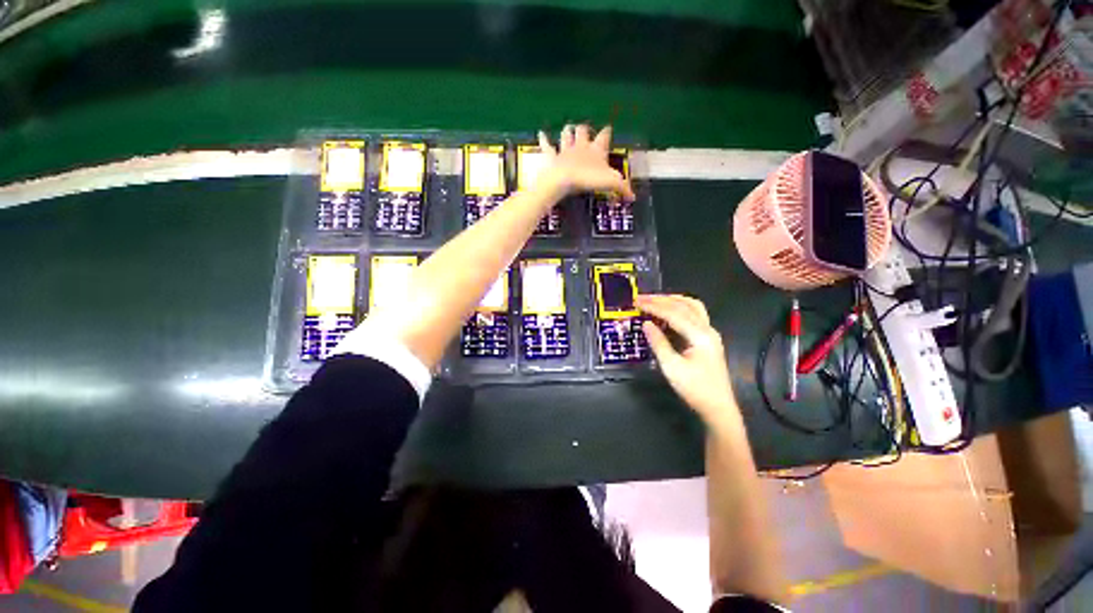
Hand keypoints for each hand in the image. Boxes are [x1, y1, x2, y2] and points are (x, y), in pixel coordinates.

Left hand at [535, 124, 635, 201]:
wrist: (562, 180)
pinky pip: (547, 145)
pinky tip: (541, 133)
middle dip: (585, 129)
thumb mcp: (610, 183)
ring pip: (567, 134)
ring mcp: (565, 150)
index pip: (604, 137)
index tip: (608, 129)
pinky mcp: (551, 157)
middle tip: (585, 130)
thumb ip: (622, 188)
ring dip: (568, 131)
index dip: (606, 133)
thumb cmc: (587, 179)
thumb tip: (633, 197)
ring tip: (568, 128)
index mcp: (596, 150)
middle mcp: (580, 146)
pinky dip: (544, 139)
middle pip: (583, 131)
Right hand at [637, 294, 739, 426]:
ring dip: (672, 300)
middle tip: (641, 298)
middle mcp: (708, 329)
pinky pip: (694, 315)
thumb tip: (646, 324)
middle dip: (661, 299)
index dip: (654, 306)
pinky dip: (678, 308)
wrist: (718, 408)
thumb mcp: (672, 367)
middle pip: (685, 305)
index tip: (636, 302)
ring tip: (653, 300)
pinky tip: (666, 311)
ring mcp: (710, 333)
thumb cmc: (695, 389)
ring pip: (692, 307)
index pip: (674, 313)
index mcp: (701, 336)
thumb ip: (658, 343)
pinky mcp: (707, 338)